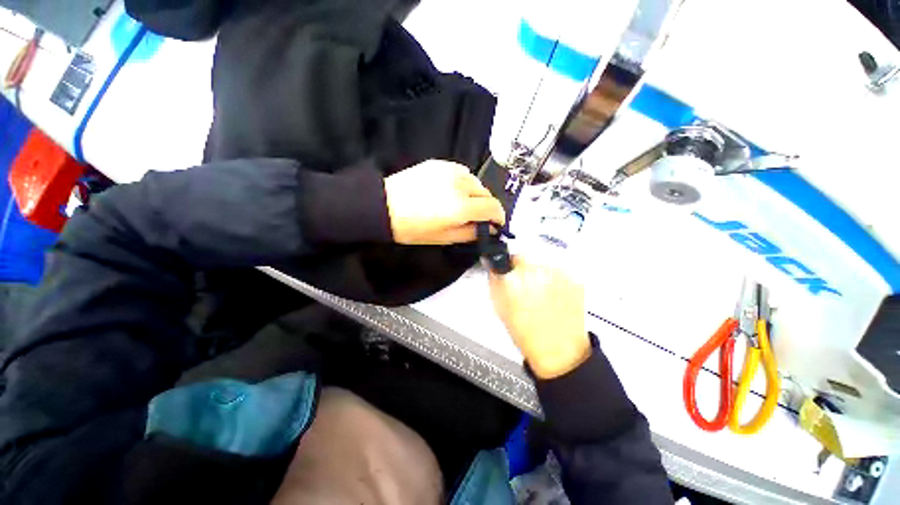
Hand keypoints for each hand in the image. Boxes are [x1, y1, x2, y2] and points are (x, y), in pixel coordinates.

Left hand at [384, 160, 505, 244]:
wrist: (383, 206)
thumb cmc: (412, 228)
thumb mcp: (444, 238)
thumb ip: (470, 233)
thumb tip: (488, 228)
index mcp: (461, 207)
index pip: (493, 208)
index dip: (499, 217)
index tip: (497, 223)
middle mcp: (460, 185)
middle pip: (487, 193)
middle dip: (487, 206)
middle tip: (479, 216)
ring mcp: (449, 171)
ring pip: (475, 182)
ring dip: (476, 194)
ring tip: (464, 203)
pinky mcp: (439, 163)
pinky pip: (462, 172)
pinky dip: (464, 183)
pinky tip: (453, 190)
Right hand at [489, 257, 590, 378]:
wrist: (559, 350)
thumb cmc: (528, 334)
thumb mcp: (500, 306)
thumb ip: (495, 280)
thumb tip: (494, 265)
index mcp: (514, 279)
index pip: (506, 257)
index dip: (506, 265)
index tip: (507, 271)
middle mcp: (537, 272)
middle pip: (525, 257)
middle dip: (522, 268)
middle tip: (525, 287)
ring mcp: (558, 274)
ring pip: (542, 262)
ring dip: (539, 273)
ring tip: (541, 294)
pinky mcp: (574, 279)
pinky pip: (558, 271)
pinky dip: (554, 279)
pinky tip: (553, 296)